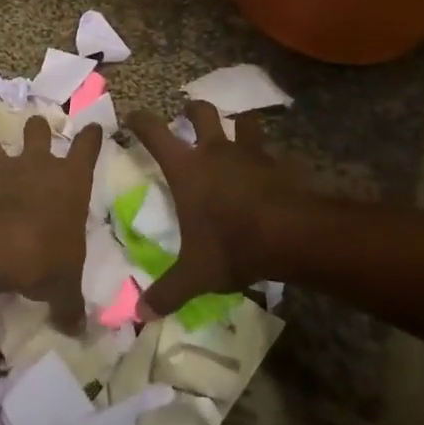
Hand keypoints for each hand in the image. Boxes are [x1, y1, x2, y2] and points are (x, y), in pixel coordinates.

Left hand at [0, 116, 103, 331]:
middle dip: (37, 128)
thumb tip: (79, 330)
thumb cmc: (45, 256)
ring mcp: (3, 168)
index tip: (92, 127)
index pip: (87, 148)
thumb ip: (70, 303)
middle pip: (38, 131)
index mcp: (71, 181)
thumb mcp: (64, 286)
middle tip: (35, 127)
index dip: (91, 136)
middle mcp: (38, 166)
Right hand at [123, 102, 283, 315]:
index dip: (141, 121)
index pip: (155, 133)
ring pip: (243, 121)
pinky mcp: (277, 163)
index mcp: (187, 168)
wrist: (290, 235)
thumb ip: (168, 291)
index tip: (132, 116)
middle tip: (188, 113)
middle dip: (193, 109)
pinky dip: (268, 154)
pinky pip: (271, 150)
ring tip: (237, 129)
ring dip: (238, 123)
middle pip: (202, 113)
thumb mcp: (195, 274)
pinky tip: (270, 166)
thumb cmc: (232, 245)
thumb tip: (140, 315)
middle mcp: (215, 150)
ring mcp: (249, 152)